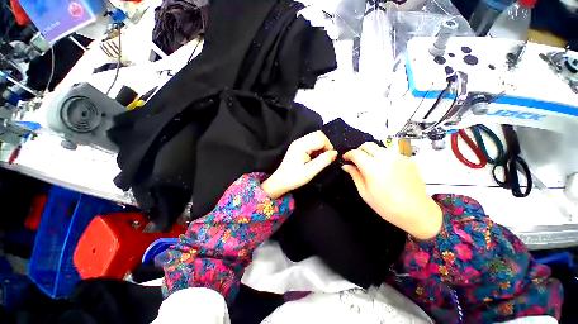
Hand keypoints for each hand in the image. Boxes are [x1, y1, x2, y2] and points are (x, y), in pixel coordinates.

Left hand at [262, 131, 337, 198]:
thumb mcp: (311, 171)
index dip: (328, 147)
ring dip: (321, 146)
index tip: (329, 158)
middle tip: (325, 157)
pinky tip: (314, 157)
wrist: (281, 181)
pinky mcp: (298, 146)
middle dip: (325, 144)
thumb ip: (324, 160)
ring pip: (315, 137)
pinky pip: (311, 142)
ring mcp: (298, 143)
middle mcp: (299, 141)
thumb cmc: (295, 177)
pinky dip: (316, 147)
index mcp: (301, 145)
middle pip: (318, 135)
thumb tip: (335, 153)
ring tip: (320, 158)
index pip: (321, 138)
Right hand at [342, 142, 441, 239]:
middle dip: (359, 150)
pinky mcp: (408, 160)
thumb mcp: (365, 193)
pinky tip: (385, 169)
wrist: (417, 212)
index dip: (348, 154)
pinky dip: (383, 157)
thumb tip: (346, 166)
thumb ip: (355, 176)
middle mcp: (387, 159)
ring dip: (371, 153)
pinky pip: (391, 153)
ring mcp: (399, 158)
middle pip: (368, 145)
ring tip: (370, 165)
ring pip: (380, 147)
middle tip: (356, 160)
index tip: (345, 158)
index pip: (356, 153)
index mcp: (374, 169)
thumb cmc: (387, 206)